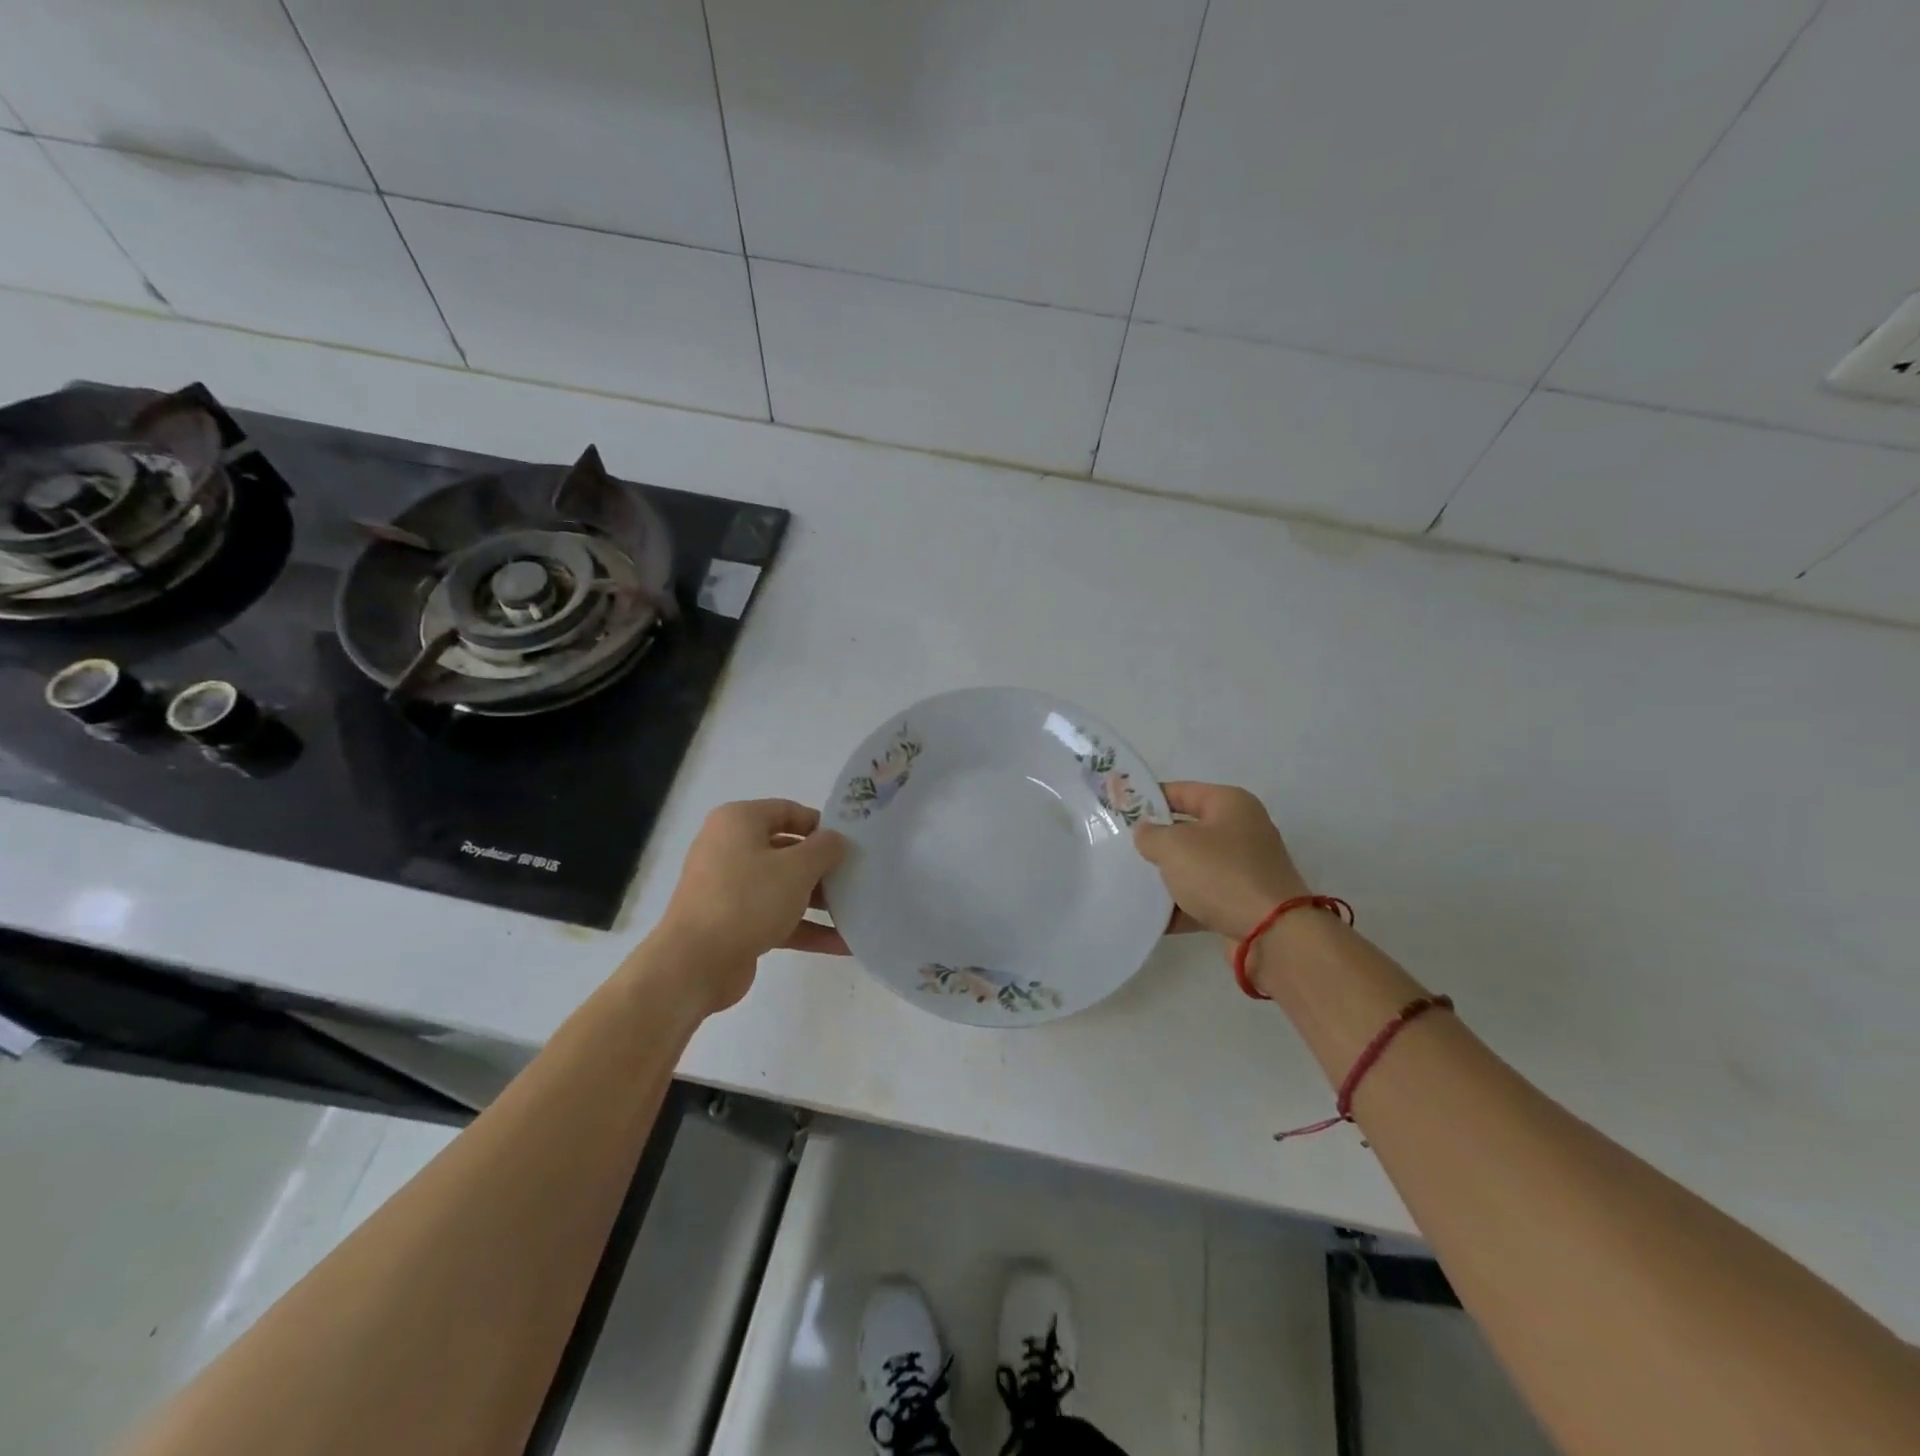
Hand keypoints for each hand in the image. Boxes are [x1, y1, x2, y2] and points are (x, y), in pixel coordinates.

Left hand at [654, 800, 848, 1011]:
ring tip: (857, 910)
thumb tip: (835, 840)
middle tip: (858, 876)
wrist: (694, 964)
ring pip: (783, 886)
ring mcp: (730, 888)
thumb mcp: (796, 868)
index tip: (851, 843)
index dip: (821, 825)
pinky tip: (843, 943)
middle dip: (823, 866)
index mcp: (738, 822)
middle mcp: (730, 848)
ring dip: (819, 899)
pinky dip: (806, 927)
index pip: (787, 811)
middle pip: (787, 850)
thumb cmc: (747, 900)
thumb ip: (825, 848)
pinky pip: (776, 917)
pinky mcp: (734, 923)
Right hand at [1133, 782, 1309, 940]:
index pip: (1180, 791)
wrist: (1272, 934)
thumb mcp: (1173, 846)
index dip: (1148, 798)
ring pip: (1194, 865)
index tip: (1118, 810)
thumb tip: (1145, 832)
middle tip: (1121, 848)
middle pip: (1187, 829)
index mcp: (1230, 804)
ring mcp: (1244, 867)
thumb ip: (1150, 834)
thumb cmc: (1221, 874)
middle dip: (1156, 840)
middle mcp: (1242, 830)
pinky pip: (1203, 897)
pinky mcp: (1243, 901)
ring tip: (1131, 882)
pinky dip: (1180, 905)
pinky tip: (1151, 916)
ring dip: (1167, 876)